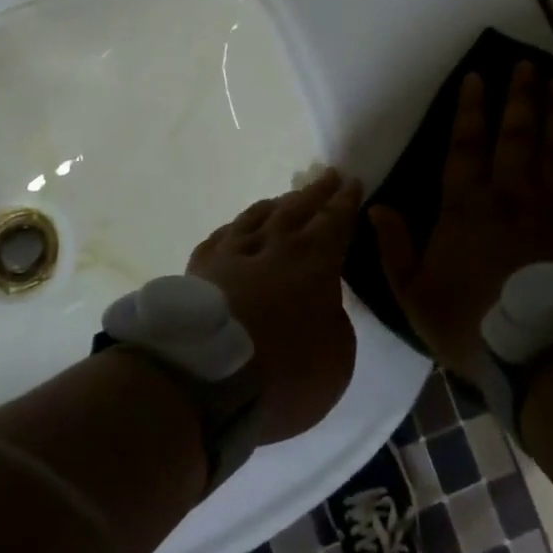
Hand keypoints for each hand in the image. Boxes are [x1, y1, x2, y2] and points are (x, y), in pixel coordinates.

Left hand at [189, 169, 359, 443]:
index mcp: (314, 259)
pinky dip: (237, 228)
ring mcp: (233, 252)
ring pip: (258, 215)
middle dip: (317, 192)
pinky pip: (223, 235)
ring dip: (278, 203)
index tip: (352, 181)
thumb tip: (327, 305)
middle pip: (298, 207)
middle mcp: (275, 244)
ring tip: (287, 199)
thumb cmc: (284, 371)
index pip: (335, 220)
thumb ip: (337, 323)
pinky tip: (237, 229)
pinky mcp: (200, 267)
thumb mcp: (337, 359)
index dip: (346, 201)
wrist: (206, 377)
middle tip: (329, 176)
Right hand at [373, 63, 552, 375]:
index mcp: (467, 205)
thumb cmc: (472, 322)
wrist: (544, 352)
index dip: (470, 109)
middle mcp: (512, 192)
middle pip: (517, 134)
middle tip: (528, 64)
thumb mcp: (415, 294)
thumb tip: (375, 208)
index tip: (477, 77)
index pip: (466, 145)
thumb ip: (395, 248)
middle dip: (521, 97)